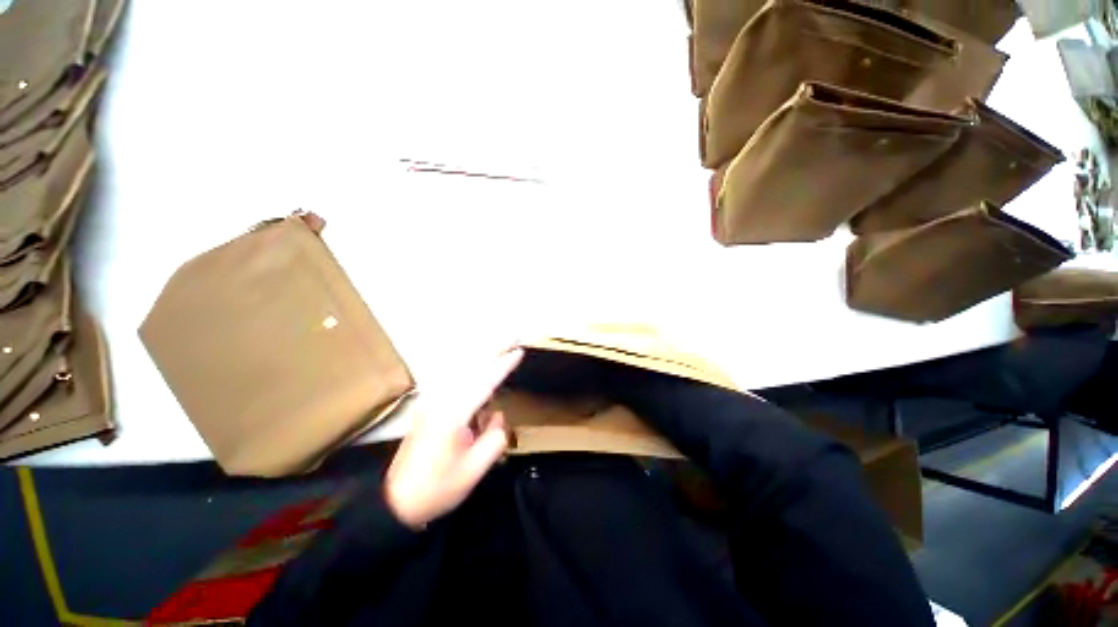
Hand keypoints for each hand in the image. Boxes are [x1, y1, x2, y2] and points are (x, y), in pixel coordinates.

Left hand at [385, 349, 523, 528]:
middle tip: (513, 334)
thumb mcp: (473, 470)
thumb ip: (494, 438)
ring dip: (484, 358)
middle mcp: (441, 400)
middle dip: (493, 349)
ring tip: (503, 347)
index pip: (484, 383)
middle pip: (472, 367)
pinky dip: (472, 373)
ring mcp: (432, 402)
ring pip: (463, 371)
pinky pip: (457, 382)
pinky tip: (480, 374)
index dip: (503, 365)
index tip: (519, 351)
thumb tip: (496, 416)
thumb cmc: (437, 488)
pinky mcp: (430, 407)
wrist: (395, 502)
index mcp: (452, 414)